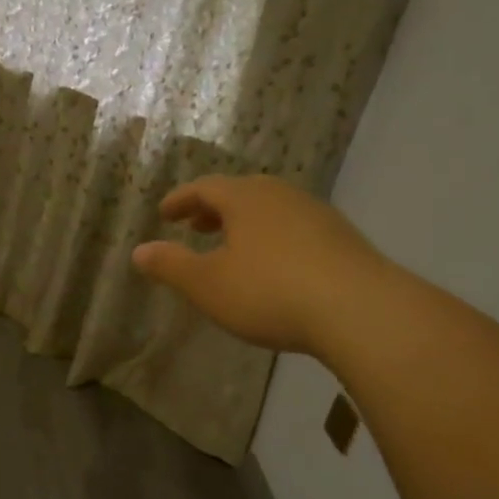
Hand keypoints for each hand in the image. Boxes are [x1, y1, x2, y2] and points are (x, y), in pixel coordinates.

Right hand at [132, 174, 387, 354]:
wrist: (360, 310)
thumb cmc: (270, 291)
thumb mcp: (208, 284)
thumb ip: (171, 266)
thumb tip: (138, 251)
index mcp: (245, 197)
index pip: (204, 187)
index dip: (181, 200)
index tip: (164, 213)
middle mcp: (281, 195)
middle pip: (240, 194)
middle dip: (213, 209)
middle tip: (195, 226)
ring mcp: (317, 215)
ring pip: (270, 210)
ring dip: (244, 224)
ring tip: (232, 247)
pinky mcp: (343, 239)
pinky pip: (294, 229)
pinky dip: (272, 238)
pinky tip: (274, 266)